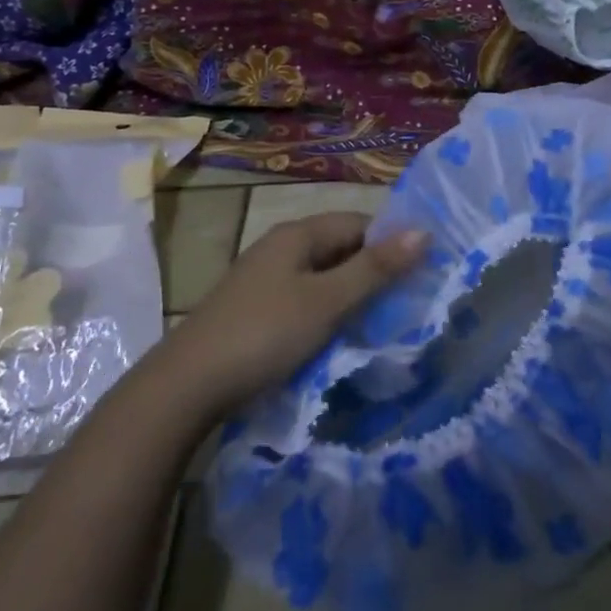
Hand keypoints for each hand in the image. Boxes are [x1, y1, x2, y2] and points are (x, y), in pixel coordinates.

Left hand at [161, 212, 427, 417]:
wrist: (185, 387)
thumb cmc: (264, 334)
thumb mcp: (327, 301)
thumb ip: (375, 268)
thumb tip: (424, 231)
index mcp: (297, 234)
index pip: (359, 223)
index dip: (391, 243)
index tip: (420, 274)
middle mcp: (280, 248)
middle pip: (341, 249)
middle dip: (374, 273)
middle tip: (407, 304)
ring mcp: (264, 280)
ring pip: (323, 278)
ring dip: (351, 297)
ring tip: (381, 325)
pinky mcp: (255, 311)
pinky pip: (304, 301)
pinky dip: (326, 315)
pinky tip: (338, 339)